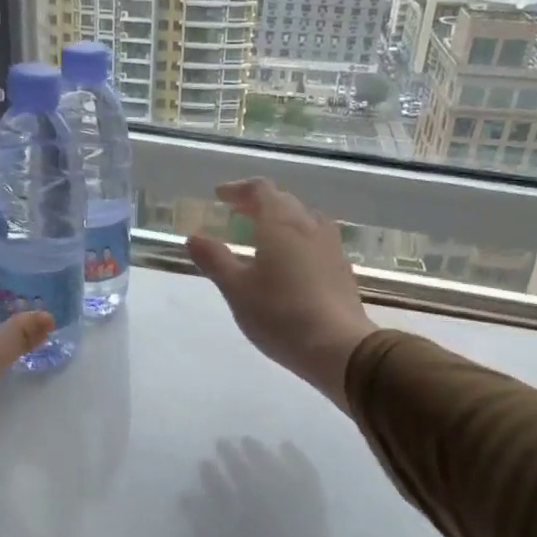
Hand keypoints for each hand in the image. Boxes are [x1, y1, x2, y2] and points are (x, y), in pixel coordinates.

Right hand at [186, 179, 375, 410]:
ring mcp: (331, 246)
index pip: (260, 190)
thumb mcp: (236, 289)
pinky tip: (291, 263)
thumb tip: (193, 237)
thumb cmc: (279, 314)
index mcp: (280, 223)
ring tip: (264, 237)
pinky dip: (298, 240)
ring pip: (304, 219)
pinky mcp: (342, 268)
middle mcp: (309, 225)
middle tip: (237, 215)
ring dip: (281, 220)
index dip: (238, 189)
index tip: (220, 196)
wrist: (338, 346)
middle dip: (258, 203)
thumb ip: (214, 259)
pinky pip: (317, 241)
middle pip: (283, 201)